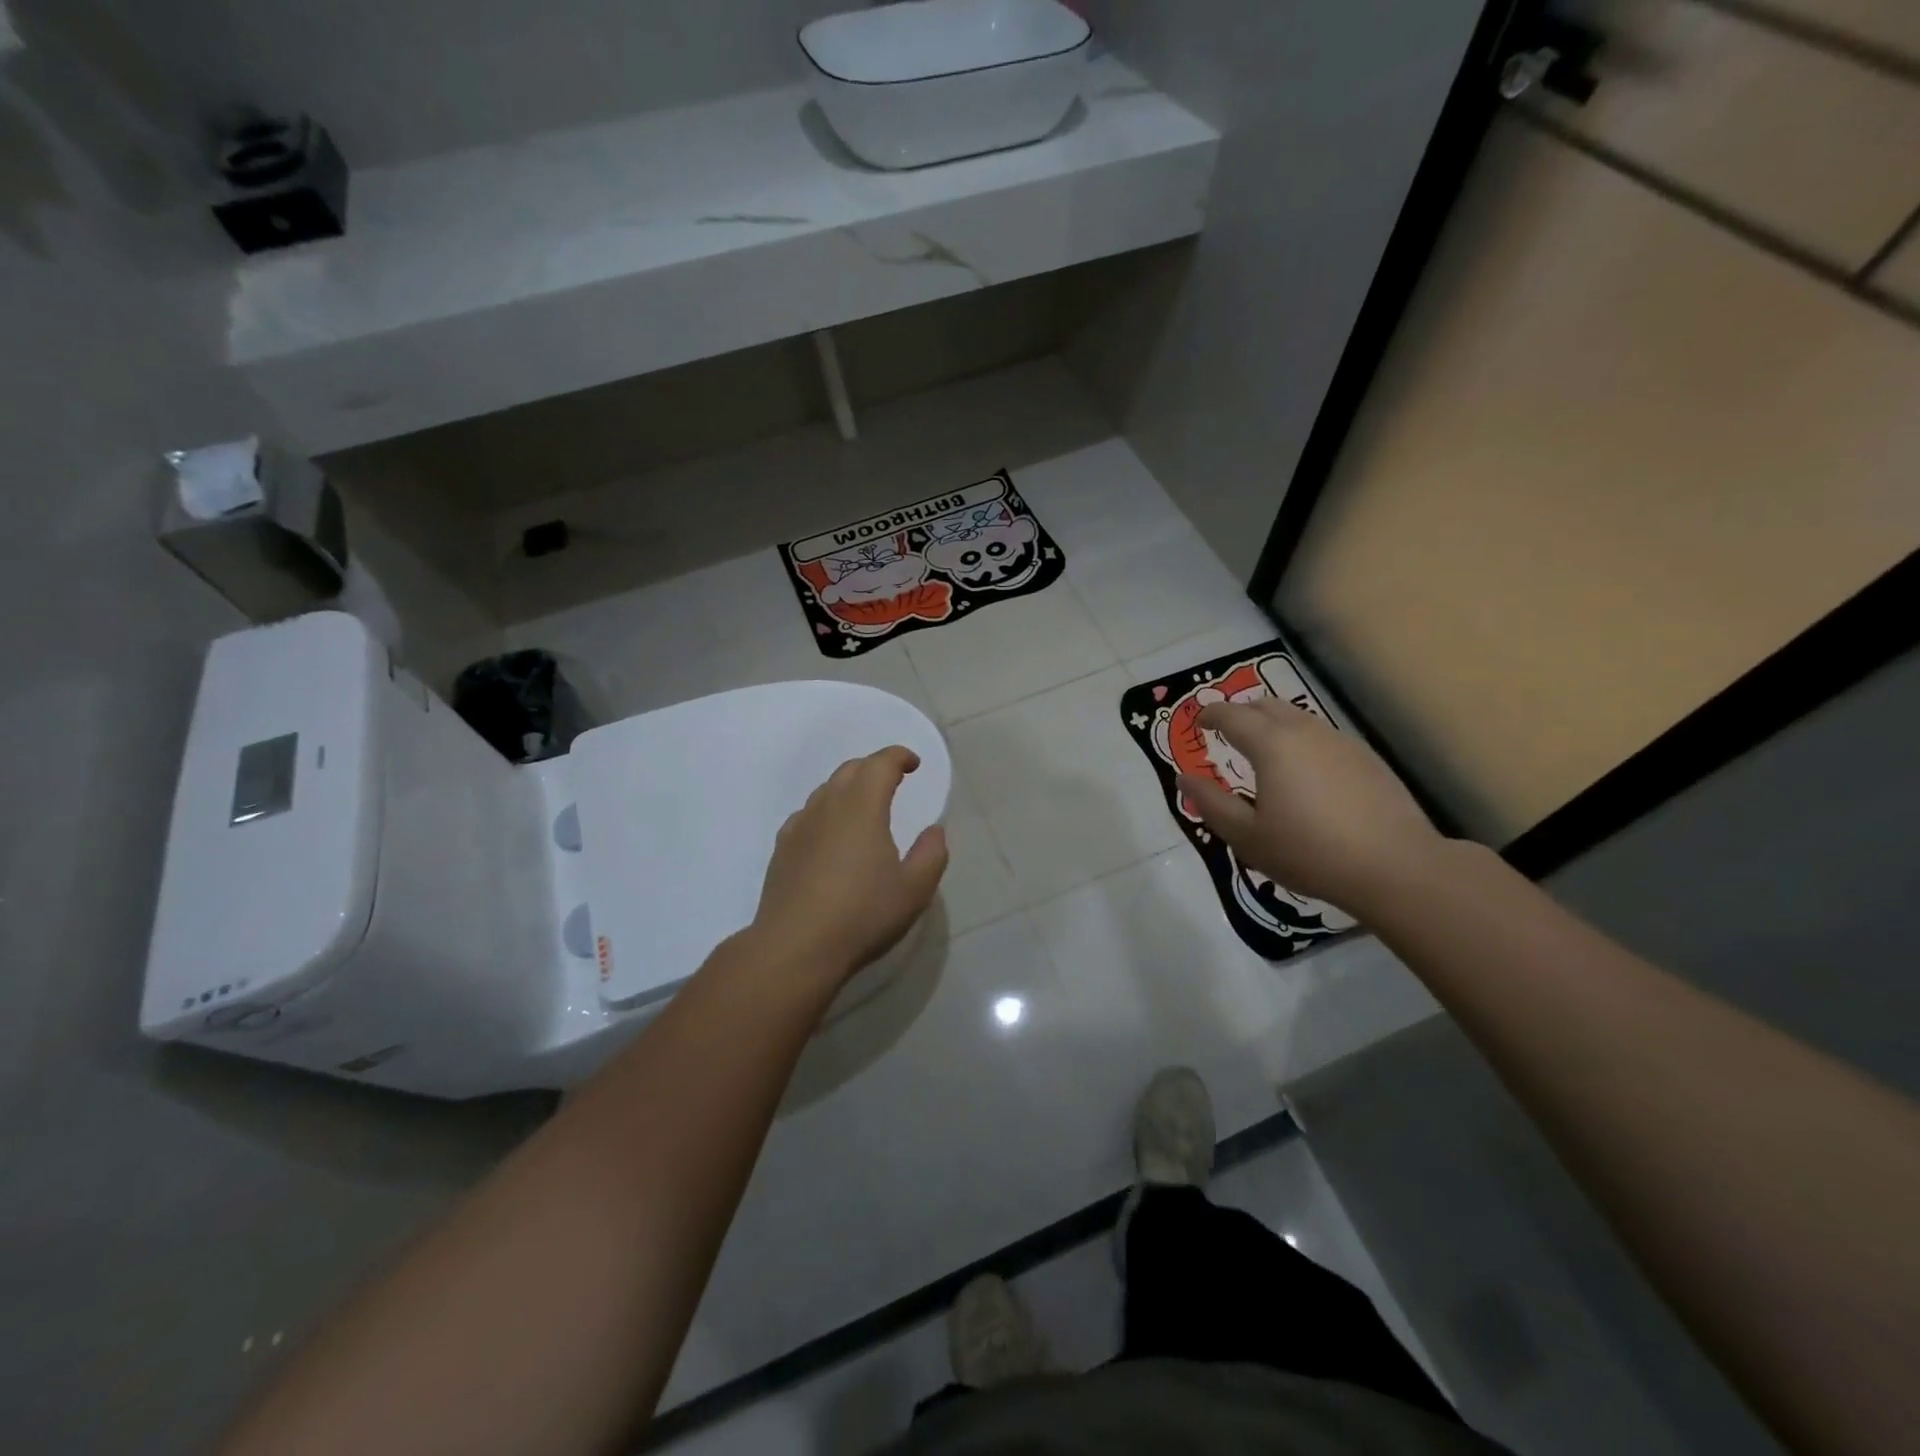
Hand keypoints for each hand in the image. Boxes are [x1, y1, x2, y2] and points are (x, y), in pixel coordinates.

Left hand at [750, 746, 949, 982]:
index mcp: (862, 807)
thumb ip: (931, 854)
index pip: (880, 764)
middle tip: (893, 780)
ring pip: (826, 790)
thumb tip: (933, 830)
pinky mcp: (782, 849)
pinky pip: (807, 814)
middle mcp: (827, 806)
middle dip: (874, 767)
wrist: (795, 947)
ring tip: (865, 807)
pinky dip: (826, 811)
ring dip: (849, 788)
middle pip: (850, 770)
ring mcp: (799, 826)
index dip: (899, 757)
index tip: (913, 764)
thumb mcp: (914, 890)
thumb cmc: (862, 915)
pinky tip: (831, 835)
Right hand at [1177, 698, 1444, 917]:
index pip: (1231, 715)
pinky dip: (1303, 742)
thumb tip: (1184, 779)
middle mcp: (1305, 731)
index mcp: (1271, 744)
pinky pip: (1323, 737)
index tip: (1198, 722)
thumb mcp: (1247, 836)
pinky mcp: (1367, 758)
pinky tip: (1306, 774)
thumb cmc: (1309, 852)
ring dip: (1274, 726)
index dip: (1210, 715)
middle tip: (1228, 732)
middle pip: (1266, 705)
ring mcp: (1341, 742)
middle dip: (1242, 713)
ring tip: (1266, 753)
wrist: (1395, 866)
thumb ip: (1211, 804)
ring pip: (1298, 718)